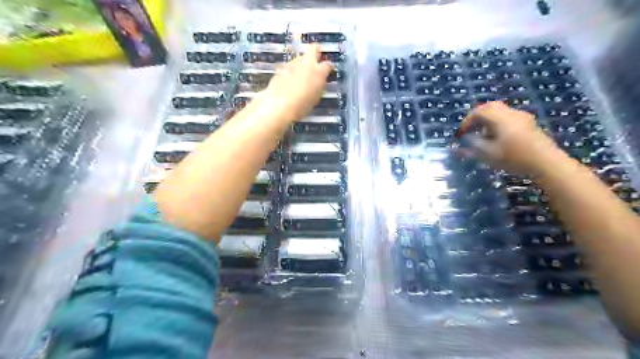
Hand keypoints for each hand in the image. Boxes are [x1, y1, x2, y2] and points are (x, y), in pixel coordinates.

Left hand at [262, 42, 331, 122]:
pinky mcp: (281, 68)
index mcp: (319, 72)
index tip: (327, 70)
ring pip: (299, 57)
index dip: (327, 67)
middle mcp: (307, 63)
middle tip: (315, 58)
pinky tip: (288, 81)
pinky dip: (290, 71)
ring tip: (299, 75)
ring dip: (301, 63)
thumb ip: (318, 85)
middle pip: (313, 49)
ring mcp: (292, 63)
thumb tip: (318, 81)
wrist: (281, 105)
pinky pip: (289, 67)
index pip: (327, 64)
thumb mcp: (316, 97)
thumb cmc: (303, 105)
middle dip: (315, 51)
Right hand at [455, 100, 563, 174]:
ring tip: (481, 134)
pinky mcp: (529, 124)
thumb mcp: (488, 154)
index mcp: (500, 118)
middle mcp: (511, 113)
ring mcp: (522, 117)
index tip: (460, 134)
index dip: (466, 122)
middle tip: (469, 128)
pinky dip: (497, 122)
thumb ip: (473, 145)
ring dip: (487, 119)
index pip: (478, 112)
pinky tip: (496, 137)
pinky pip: (508, 117)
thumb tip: (464, 140)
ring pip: (500, 111)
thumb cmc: (514, 158)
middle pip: (490, 107)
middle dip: (476, 116)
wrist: (546, 163)